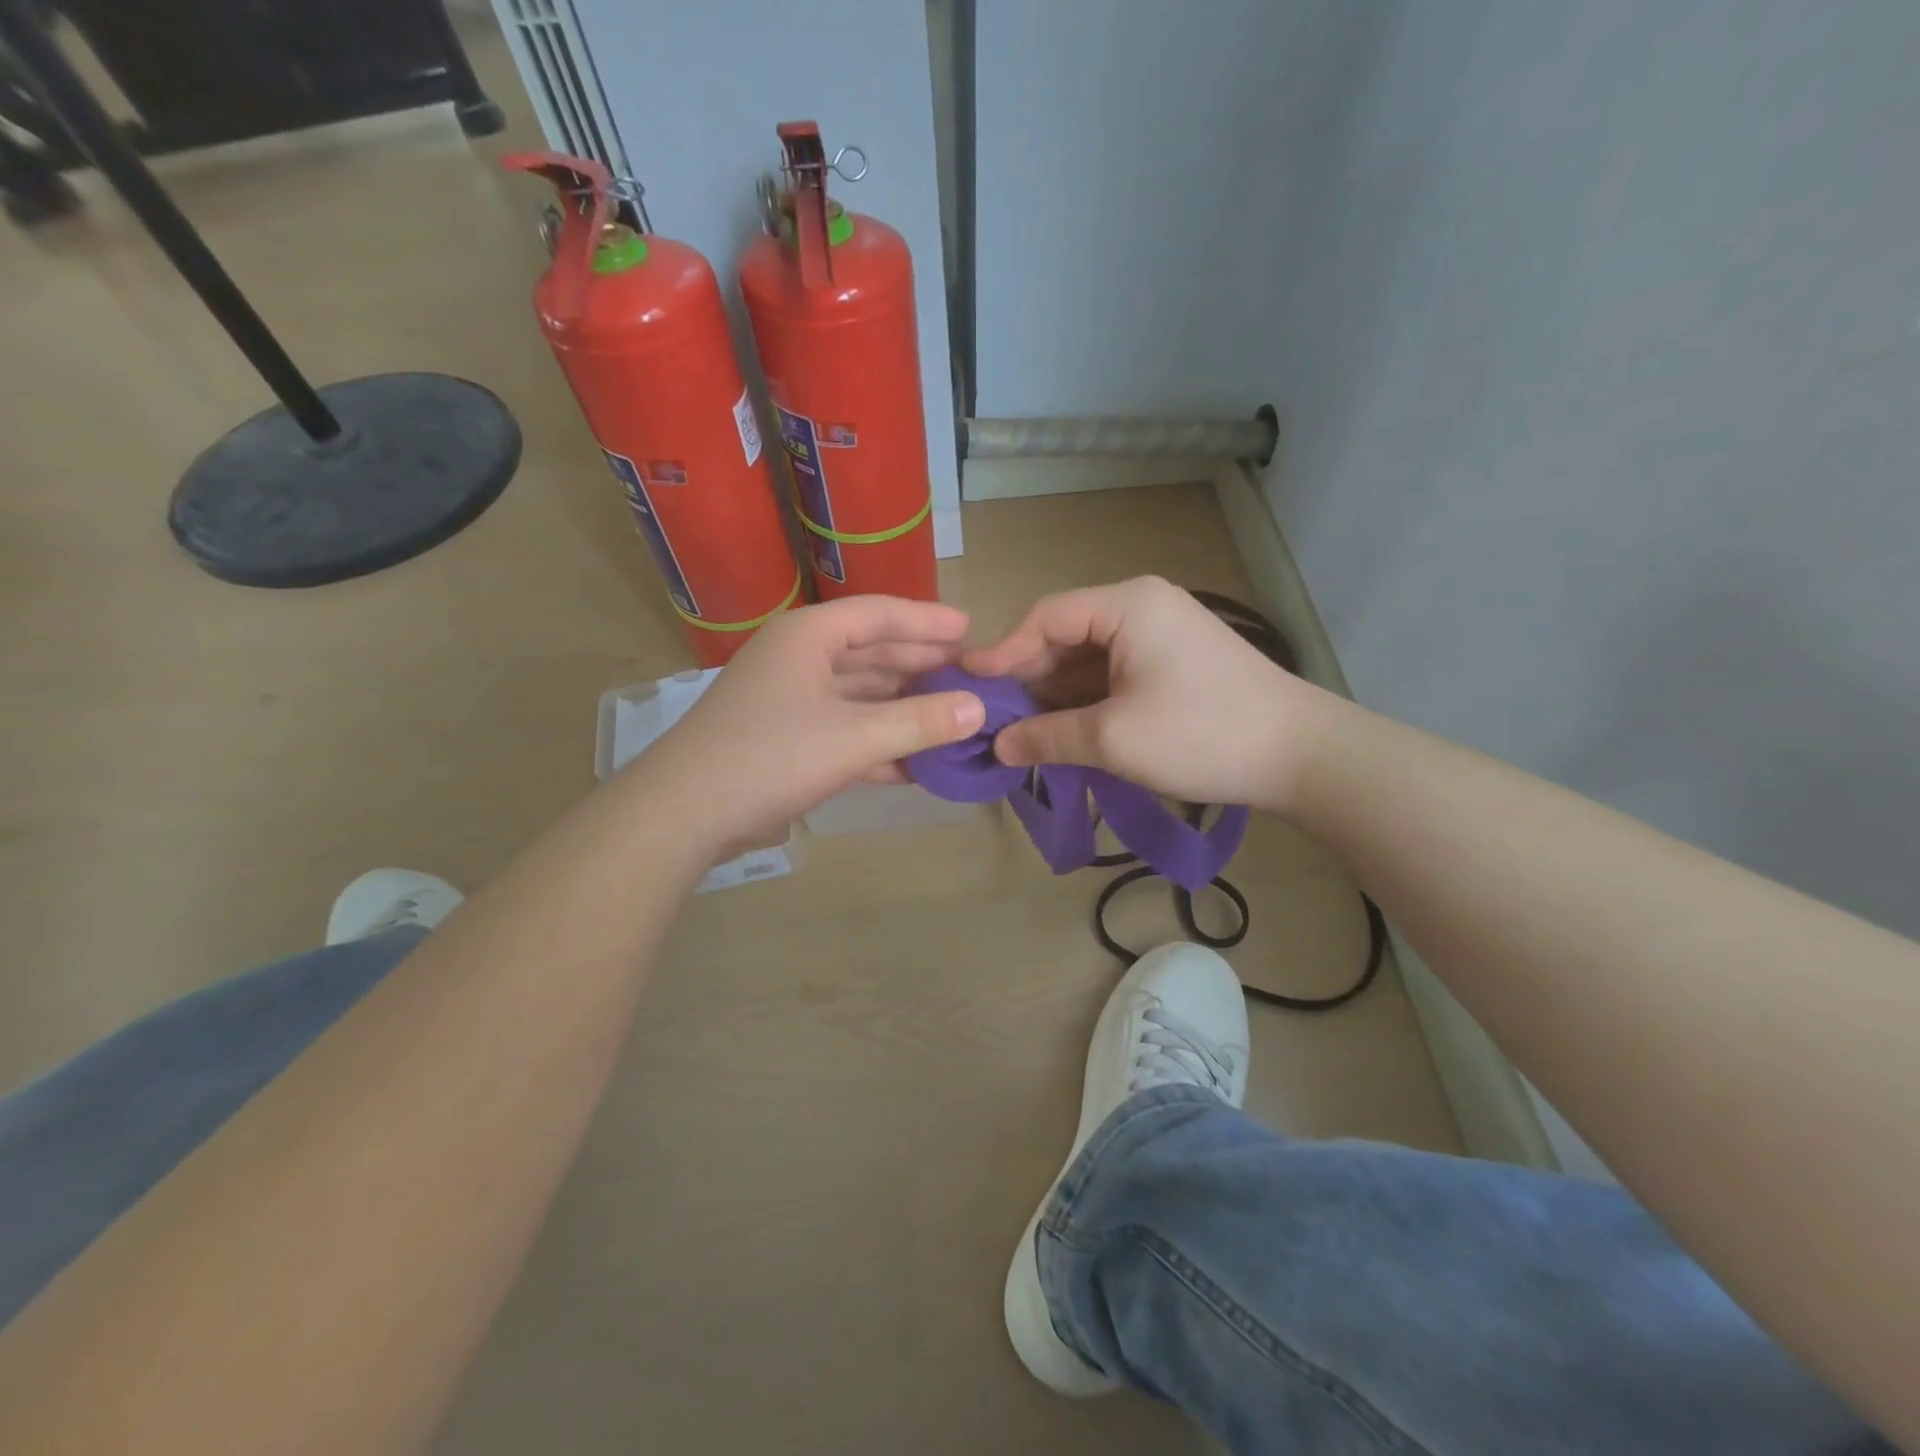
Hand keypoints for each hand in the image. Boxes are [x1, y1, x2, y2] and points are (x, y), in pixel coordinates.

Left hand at [640, 596, 985, 857]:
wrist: (684, 814)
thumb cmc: (770, 757)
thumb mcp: (854, 738)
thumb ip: (920, 722)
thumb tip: (979, 710)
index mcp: (808, 636)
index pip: (878, 614)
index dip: (927, 621)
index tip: (970, 629)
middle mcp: (798, 658)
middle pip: (871, 653)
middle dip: (920, 665)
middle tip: (969, 674)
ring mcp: (790, 700)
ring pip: (860, 694)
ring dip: (903, 708)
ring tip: (952, 717)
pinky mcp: (786, 738)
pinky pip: (845, 729)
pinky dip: (878, 742)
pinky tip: (914, 763)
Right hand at [962, 576, 1326, 810]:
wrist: (1302, 755)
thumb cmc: (1202, 735)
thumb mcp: (1113, 739)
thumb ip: (1046, 737)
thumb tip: (999, 747)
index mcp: (1127, 604)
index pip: (1045, 618)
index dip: (1003, 654)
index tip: (968, 688)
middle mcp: (1142, 606)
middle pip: (1064, 636)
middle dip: (1028, 679)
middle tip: (992, 720)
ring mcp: (1161, 634)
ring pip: (1088, 659)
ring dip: (1056, 696)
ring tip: (1021, 733)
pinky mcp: (1173, 663)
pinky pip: (1113, 674)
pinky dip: (1086, 702)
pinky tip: (1064, 732)